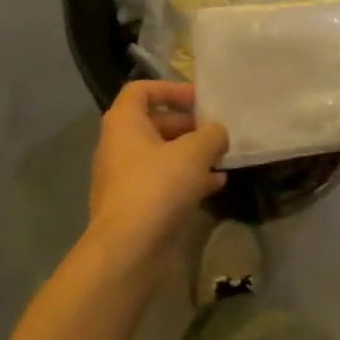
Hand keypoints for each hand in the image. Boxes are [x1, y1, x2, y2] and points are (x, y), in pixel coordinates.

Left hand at [87, 81, 228, 269]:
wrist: (128, 250)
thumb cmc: (157, 187)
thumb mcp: (194, 152)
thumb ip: (211, 135)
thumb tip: (218, 133)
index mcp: (123, 123)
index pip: (141, 91)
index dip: (171, 89)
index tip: (199, 100)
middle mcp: (118, 146)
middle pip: (155, 124)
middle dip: (188, 126)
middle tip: (216, 133)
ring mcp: (125, 178)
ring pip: (161, 156)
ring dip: (191, 155)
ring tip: (221, 158)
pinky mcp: (136, 206)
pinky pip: (163, 183)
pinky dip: (187, 180)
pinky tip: (216, 185)